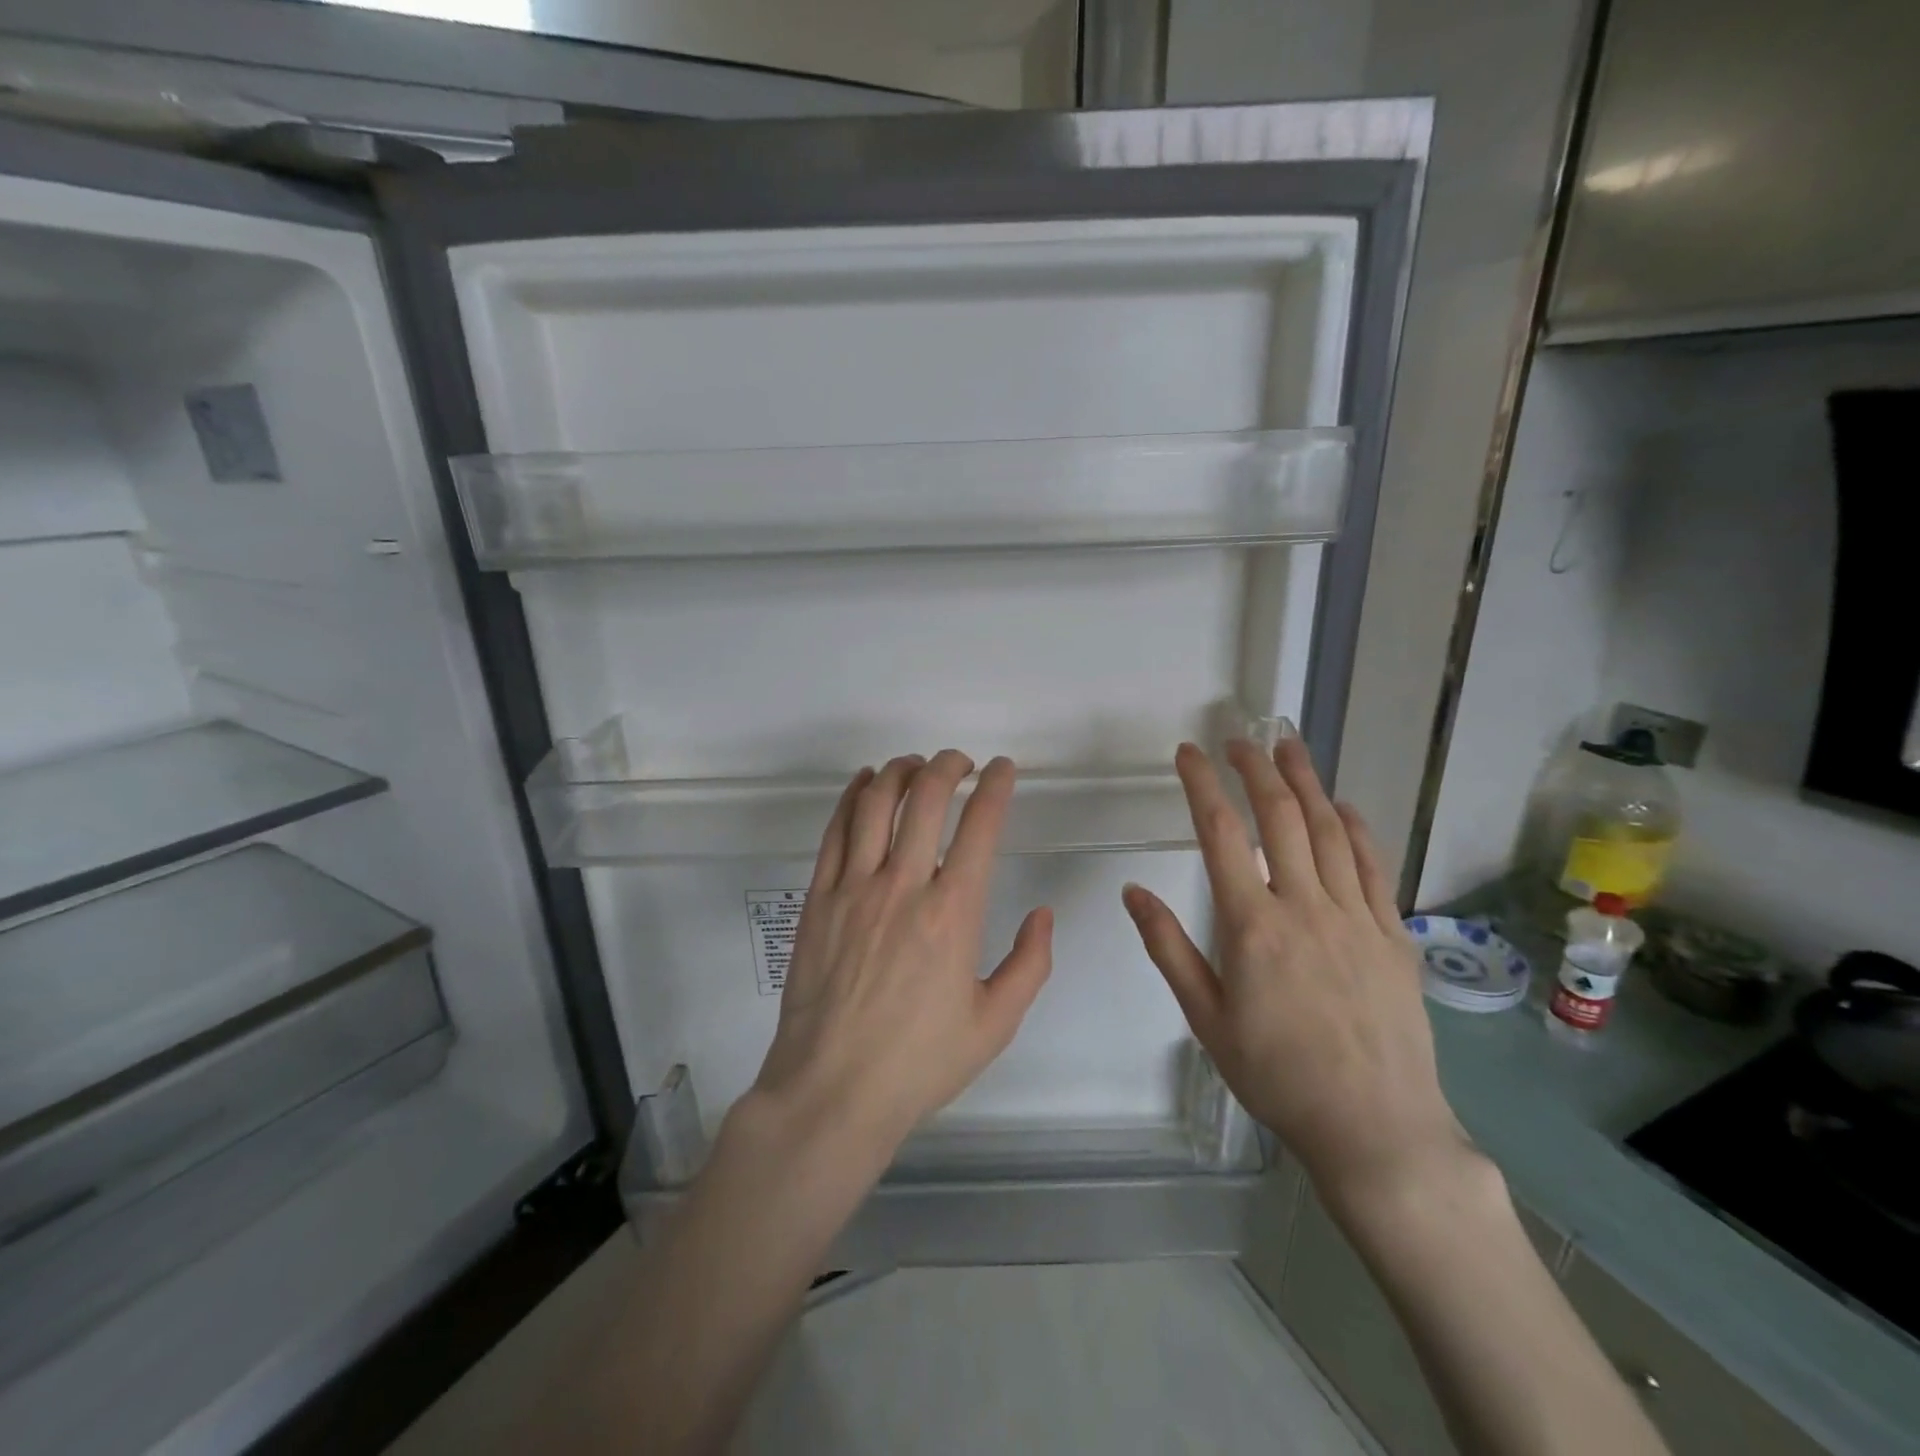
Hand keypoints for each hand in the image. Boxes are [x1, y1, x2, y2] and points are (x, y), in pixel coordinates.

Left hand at [749, 750, 1053, 1161]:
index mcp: (953, 913)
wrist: (832, 1091)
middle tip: (962, 762)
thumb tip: (1042, 914)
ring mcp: (854, 888)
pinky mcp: (819, 898)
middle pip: (926, 797)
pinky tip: (865, 783)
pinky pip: (835, 830)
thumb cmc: (918, 1062)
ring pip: (876, 803)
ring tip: (917, 764)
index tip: (1003, 768)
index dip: (996, 786)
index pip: (981, 826)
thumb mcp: (995, 1024)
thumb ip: (1029, 964)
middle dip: (949, 765)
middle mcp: (904, 886)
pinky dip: (852, 796)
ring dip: (901, 770)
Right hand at [1121, 737, 1466, 1205]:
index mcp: (1252, 926)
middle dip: (1256, 769)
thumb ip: (1168, 948)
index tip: (1189, 753)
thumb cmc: (1276, 1075)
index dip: (1202, 786)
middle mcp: (1305, 907)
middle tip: (1240, 738)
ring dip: (1306, 783)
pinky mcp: (1392, 934)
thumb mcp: (1205, 1018)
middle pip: (1280, 817)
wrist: (1375, 1127)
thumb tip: (1133, 891)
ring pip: (1329, 831)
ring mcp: (1355, 917)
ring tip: (1290, 747)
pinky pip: (1372, 866)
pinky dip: (1355, 828)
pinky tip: (1343, 807)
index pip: (1221, 835)